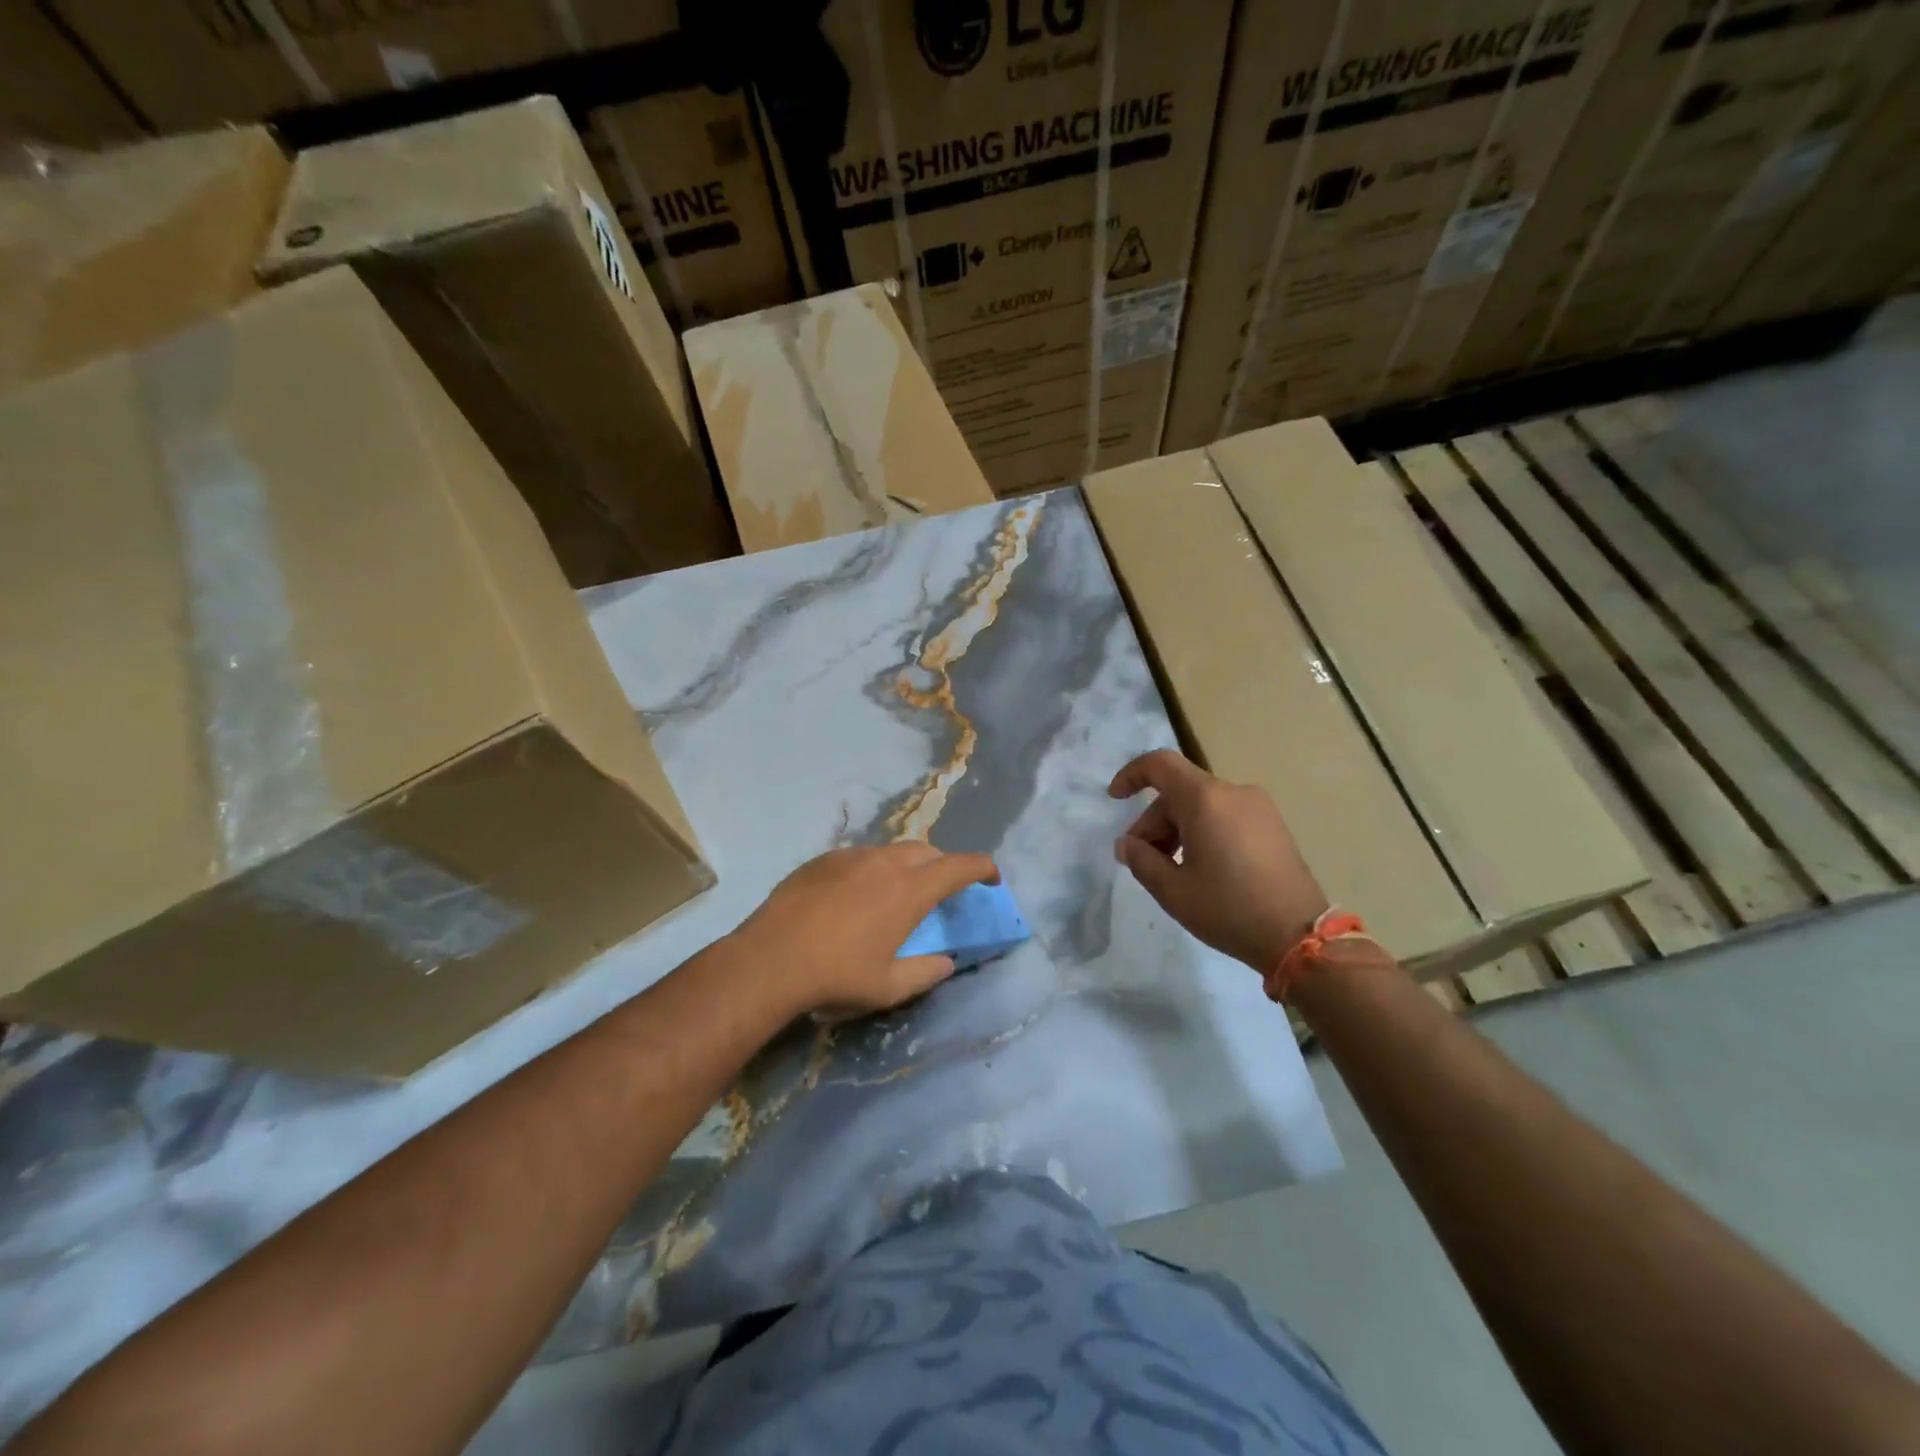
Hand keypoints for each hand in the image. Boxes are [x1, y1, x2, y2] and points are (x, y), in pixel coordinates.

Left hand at [728, 843, 1000, 1018]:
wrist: (771, 959)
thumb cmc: (837, 975)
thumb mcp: (889, 987)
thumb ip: (926, 972)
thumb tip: (946, 961)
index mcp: (910, 890)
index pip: (960, 866)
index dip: (983, 868)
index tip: (991, 878)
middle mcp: (886, 863)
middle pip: (927, 852)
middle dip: (942, 866)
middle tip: (940, 891)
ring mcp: (851, 856)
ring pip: (891, 851)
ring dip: (905, 867)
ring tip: (895, 895)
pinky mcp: (823, 859)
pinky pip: (859, 857)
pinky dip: (871, 871)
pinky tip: (853, 898)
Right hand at [1109, 749, 1327, 972]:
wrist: (1300, 936)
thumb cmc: (1229, 909)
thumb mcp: (1172, 890)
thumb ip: (1141, 860)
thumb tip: (1127, 844)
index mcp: (1206, 799)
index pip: (1160, 764)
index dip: (1131, 775)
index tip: (1115, 799)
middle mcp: (1234, 793)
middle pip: (1180, 792)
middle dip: (1154, 821)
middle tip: (1144, 860)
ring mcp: (1259, 808)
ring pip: (1202, 806)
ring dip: (1178, 829)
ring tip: (1173, 870)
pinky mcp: (1273, 826)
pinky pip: (1225, 816)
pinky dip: (1204, 832)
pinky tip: (1203, 869)